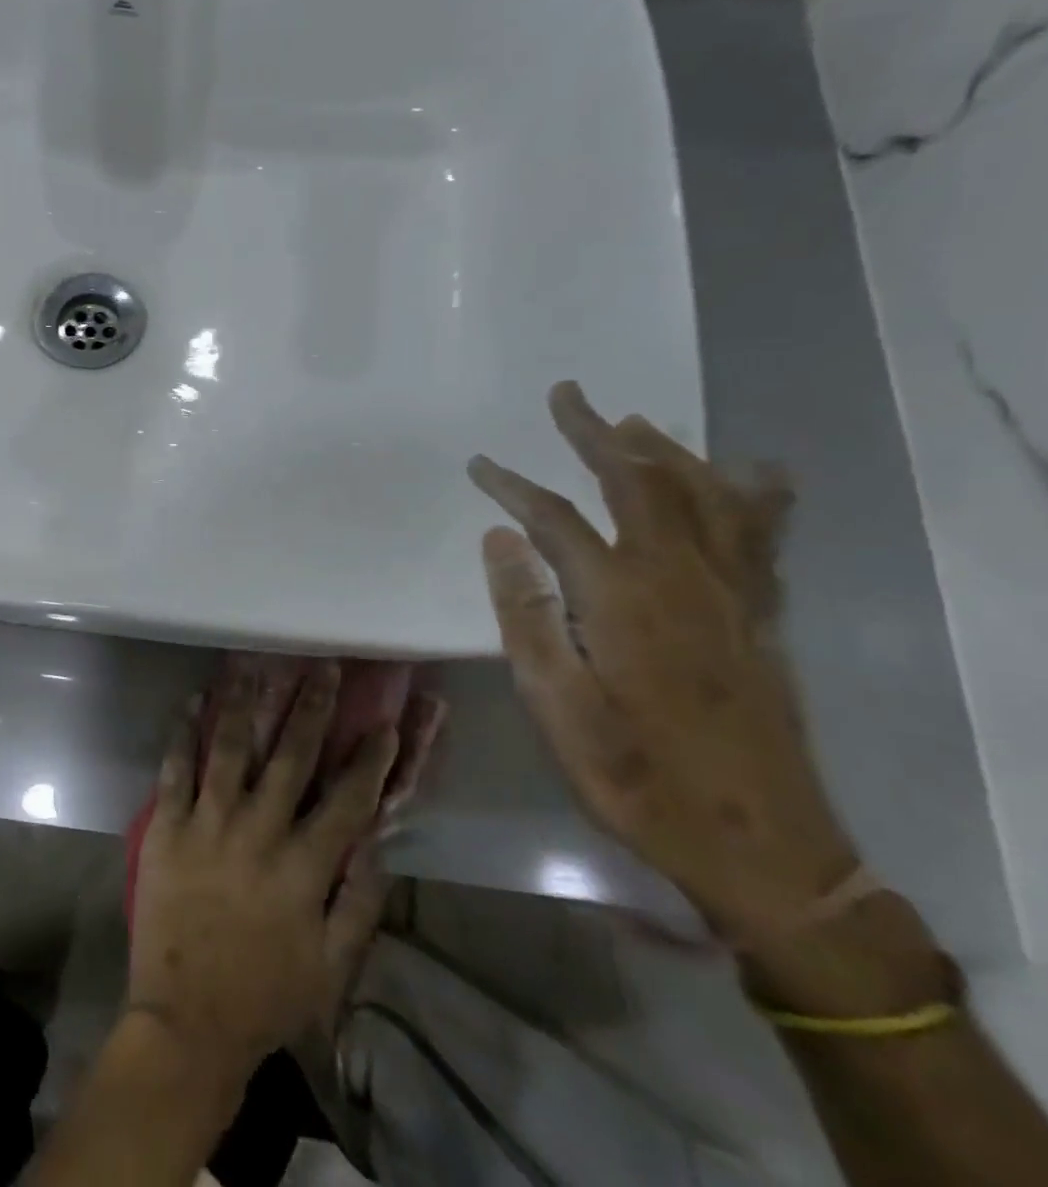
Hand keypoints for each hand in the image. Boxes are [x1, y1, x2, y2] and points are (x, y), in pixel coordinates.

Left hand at [128, 661, 397, 1082]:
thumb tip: (377, 845)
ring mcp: (208, 823)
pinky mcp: (167, 826)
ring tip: (254, 664)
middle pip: (290, 757)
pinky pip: (175, 768)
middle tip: (321, 666)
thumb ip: (359, 903)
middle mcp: (258, 831)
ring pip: (229, 749)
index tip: (383, 722)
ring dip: (245, 703)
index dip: (369, 758)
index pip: (347, 800)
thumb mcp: (333, 967)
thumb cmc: (266, 996)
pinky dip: (184, 731)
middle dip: (310, 708)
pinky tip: (194, 699)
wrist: (187, 1021)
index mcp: (303, 866)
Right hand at [468, 381, 857, 939]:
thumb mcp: (555, 704)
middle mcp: (681, 578)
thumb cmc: (634, 775)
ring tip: (632, 422)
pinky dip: (751, 493)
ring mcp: (732, 593)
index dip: (512, 485)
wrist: (756, 845)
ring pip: (704, 495)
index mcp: (620, 599)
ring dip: (665, 450)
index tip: (479, 464)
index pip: (554, 518)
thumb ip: (526, 613)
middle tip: (565, 396)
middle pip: (637, 482)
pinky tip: (748, 474)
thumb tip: (499, 537)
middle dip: (594, 434)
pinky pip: (761, 534)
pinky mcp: (762, 615)